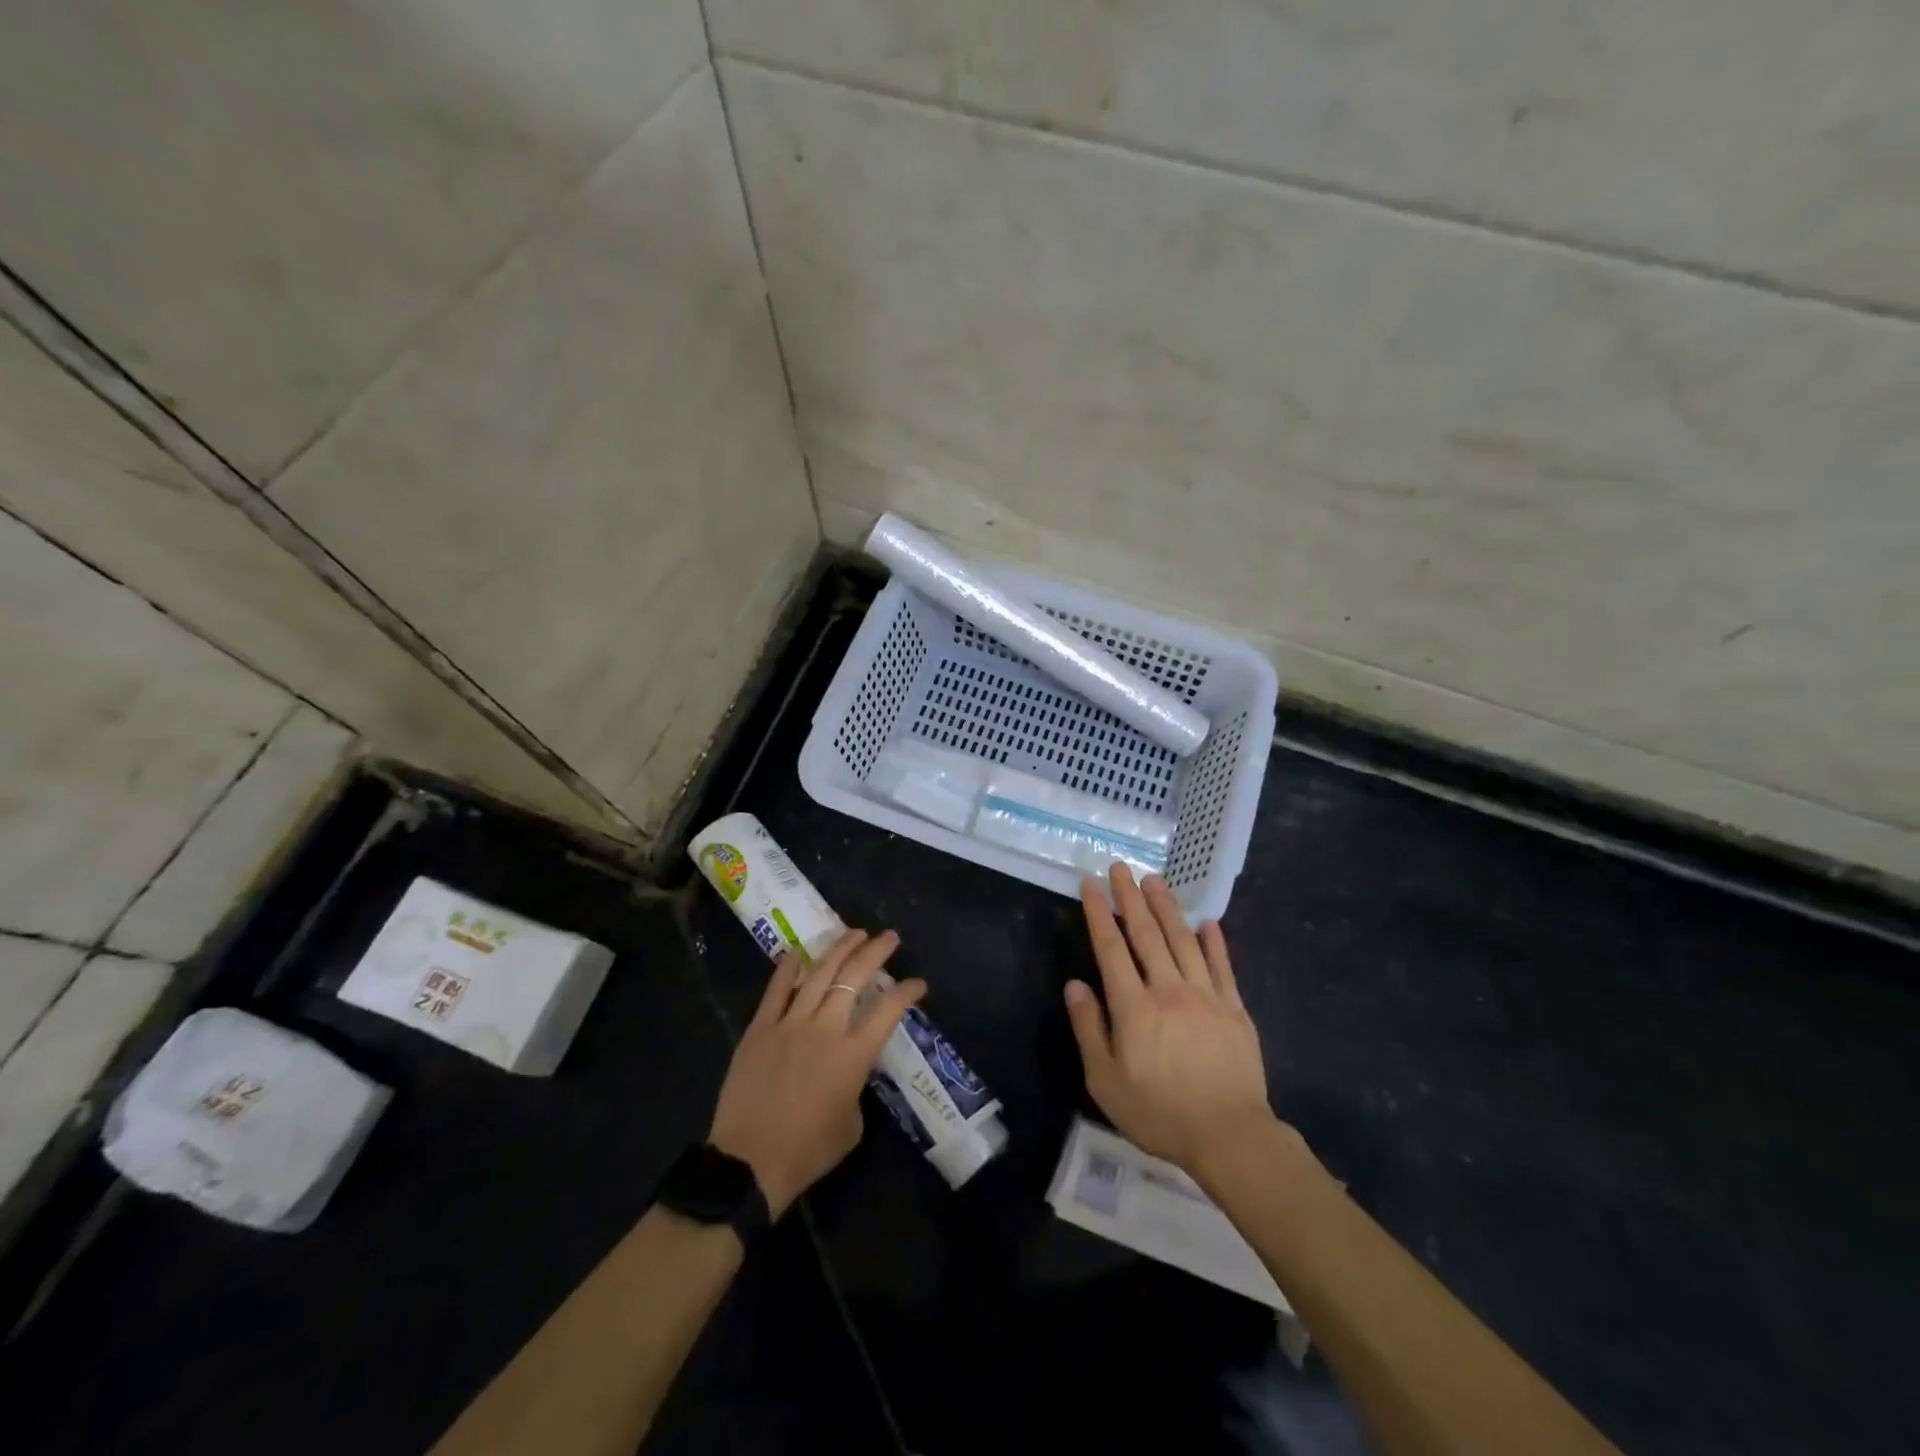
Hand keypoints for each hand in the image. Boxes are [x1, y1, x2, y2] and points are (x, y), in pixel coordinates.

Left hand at [709, 929, 925, 1217]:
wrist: (749, 1164)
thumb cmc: (808, 1151)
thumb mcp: (852, 1123)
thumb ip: (857, 1085)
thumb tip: (851, 1067)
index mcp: (854, 1054)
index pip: (889, 1009)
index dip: (908, 991)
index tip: (919, 983)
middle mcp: (826, 1028)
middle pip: (856, 976)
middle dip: (877, 951)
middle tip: (890, 937)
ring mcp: (790, 1023)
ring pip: (820, 972)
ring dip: (841, 948)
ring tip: (855, 933)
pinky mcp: (760, 1027)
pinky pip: (777, 988)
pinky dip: (789, 966)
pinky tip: (799, 950)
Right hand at [1065, 865, 1277, 1176]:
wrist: (1229, 1136)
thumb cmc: (1159, 1113)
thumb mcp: (1106, 1081)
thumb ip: (1089, 1029)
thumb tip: (1074, 985)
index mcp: (1134, 1007)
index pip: (1111, 949)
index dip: (1099, 914)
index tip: (1091, 885)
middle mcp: (1168, 990)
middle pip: (1147, 934)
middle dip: (1131, 898)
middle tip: (1121, 867)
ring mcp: (1206, 996)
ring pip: (1183, 940)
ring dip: (1167, 907)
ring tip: (1155, 880)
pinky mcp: (1234, 1008)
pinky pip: (1222, 966)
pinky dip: (1214, 941)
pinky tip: (1208, 921)